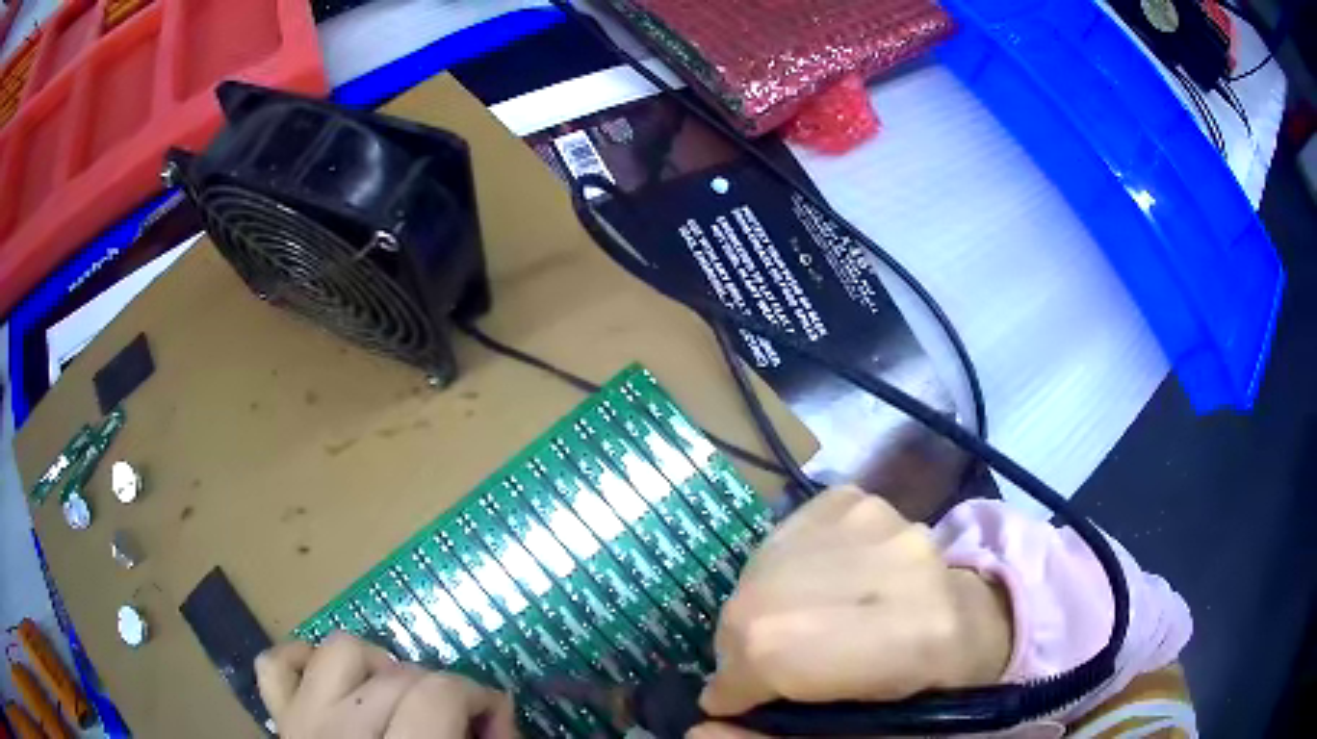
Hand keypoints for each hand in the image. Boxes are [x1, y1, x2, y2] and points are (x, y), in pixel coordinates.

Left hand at [255, 632, 516, 738]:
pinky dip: (304, 661)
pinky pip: (276, 664)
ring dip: (377, 667)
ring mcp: (303, 723)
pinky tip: (335, 686)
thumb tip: (496, 712)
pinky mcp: (281, 720)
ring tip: (396, 699)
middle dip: (438, 689)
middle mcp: (343, 736)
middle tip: (454, 721)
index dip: (479, 697)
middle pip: (399, 675)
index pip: (439, 695)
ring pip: (339, 652)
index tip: (493, 719)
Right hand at [694, 486, 1011, 735]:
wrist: (968, 623)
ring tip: (794, 635)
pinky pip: (781, 538)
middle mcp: (901, 562)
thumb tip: (700, 729)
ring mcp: (880, 519)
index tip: (732, 704)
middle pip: (762, 604)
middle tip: (762, 675)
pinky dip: (775, 574)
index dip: (735, 682)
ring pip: (763, 571)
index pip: (776, 648)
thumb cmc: (920, 695)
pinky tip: (811, 594)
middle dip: (740, 648)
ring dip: (757, 612)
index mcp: (914, 639)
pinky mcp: (858, 499)